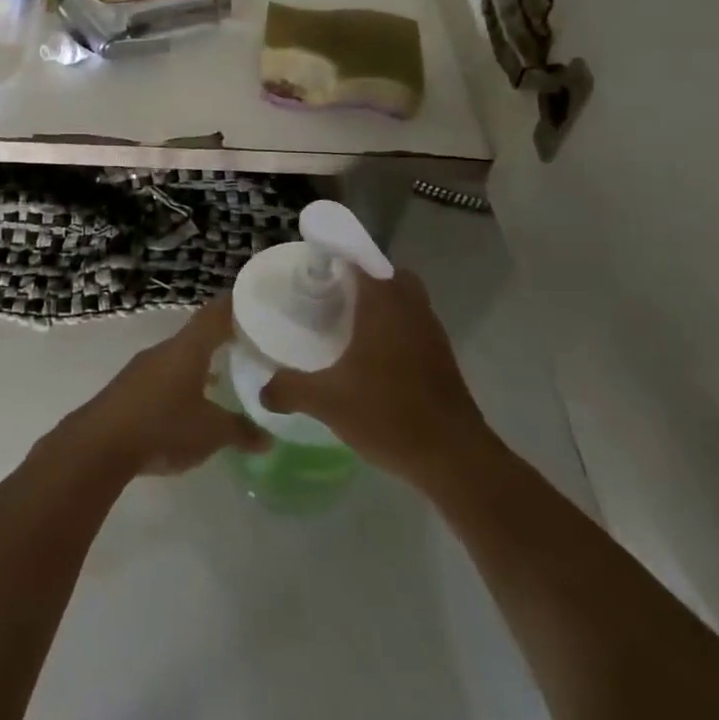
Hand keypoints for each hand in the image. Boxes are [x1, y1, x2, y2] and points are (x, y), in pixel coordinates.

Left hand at [61, 296, 268, 476]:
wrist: (100, 445)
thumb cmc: (162, 427)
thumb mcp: (211, 433)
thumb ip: (241, 431)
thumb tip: (267, 438)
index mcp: (186, 349)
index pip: (214, 315)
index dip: (234, 306)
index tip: (255, 301)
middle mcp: (163, 351)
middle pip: (197, 335)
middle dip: (222, 338)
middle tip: (250, 342)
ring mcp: (143, 369)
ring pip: (180, 358)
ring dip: (202, 363)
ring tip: (227, 373)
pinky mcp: (130, 389)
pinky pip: (165, 377)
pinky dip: (184, 382)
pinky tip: (193, 402)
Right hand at [259, 270, 492, 488]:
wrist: (455, 460)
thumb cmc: (389, 415)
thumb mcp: (326, 402)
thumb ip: (289, 390)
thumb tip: (263, 390)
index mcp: (384, 307)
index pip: (361, 262)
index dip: (336, 259)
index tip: (313, 272)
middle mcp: (411, 311)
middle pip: (389, 276)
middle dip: (363, 280)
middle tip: (332, 298)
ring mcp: (432, 335)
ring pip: (406, 302)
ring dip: (382, 305)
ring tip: (347, 326)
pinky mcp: (443, 360)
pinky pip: (415, 327)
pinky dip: (395, 330)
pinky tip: (372, 359)